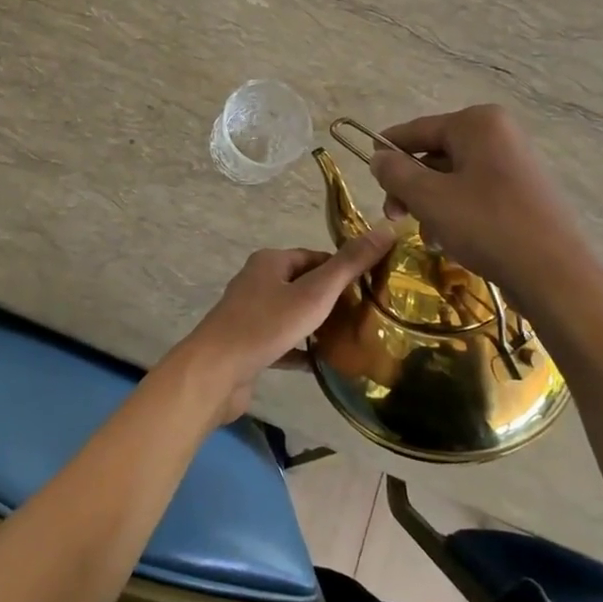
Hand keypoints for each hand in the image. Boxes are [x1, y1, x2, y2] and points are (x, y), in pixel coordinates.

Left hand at [169, 226, 394, 424]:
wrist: (216, 372)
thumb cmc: (266, 325)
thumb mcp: (315, 293)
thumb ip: (350, 264)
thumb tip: (386, 229)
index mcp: (270, 261)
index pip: (316, 257)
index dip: (343, 271)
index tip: (371, 290)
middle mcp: (257, 282)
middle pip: (304, 285)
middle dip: (333, 299)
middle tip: (366, 317)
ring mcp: (250, 314)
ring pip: (293, 314)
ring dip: (318, 326)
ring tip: (351, 340)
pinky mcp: (248, 345)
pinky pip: (283, 343)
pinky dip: (302, 350)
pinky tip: (324, 364)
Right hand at [368, 104, 585, 308]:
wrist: (555, 274)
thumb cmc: (486, 225)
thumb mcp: (429, 197)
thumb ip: (395, 173)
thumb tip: (378, 158)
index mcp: (477, 123)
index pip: (417, 129)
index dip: (387, 149)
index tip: (367, 171)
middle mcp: (499, 134)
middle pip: (436, 154)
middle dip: (411, 186)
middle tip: (394, 216)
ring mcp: (515, 163)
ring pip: (454, 178)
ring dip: (432, 205)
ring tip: (429, 236)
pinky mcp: (524, 193)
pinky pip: (476, 194)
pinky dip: (457, 213)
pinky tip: (451, 242)